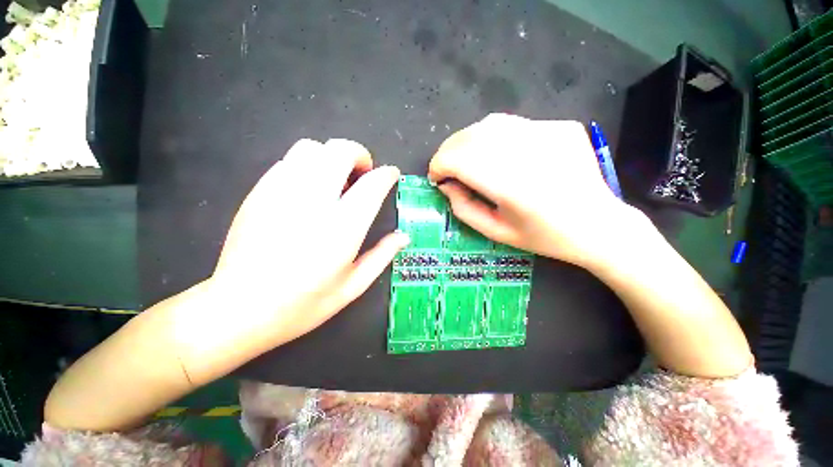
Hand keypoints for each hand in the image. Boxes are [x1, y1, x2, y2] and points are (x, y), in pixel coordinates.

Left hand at [211, 138, 407, 344]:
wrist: (238, 310)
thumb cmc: (303, 304)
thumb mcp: (353, 287)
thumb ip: (382, 256)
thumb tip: (403, 236)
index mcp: (342, 227)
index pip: (372, 184)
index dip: (387, 174)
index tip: (392, 174)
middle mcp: (313, 202)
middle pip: (340, 151)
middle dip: (359, 154)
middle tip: (363, 174)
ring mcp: (281, 193)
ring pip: (311, 148)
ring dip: (331, 157)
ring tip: (336, 180)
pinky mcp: (259, 193)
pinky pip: (288, 161)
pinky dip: (307, 166)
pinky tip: (308, 190)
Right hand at [428, 113, 638, 267]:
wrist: (600, 225)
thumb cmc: (545, 237)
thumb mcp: (496, 232)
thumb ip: (464, 208)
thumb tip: (446, 184)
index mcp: (513, 186)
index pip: (458, 158)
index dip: (438, 164)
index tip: (436, 178)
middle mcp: (528, 152)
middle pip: (470, 136)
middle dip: (449, 152)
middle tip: (448, 170)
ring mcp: (548, 133)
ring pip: (489, 124)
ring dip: (468, 142)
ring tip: (468, 161)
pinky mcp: (559, 126)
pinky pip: (513, 125)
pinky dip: (494, 138)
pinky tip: (498, 156)